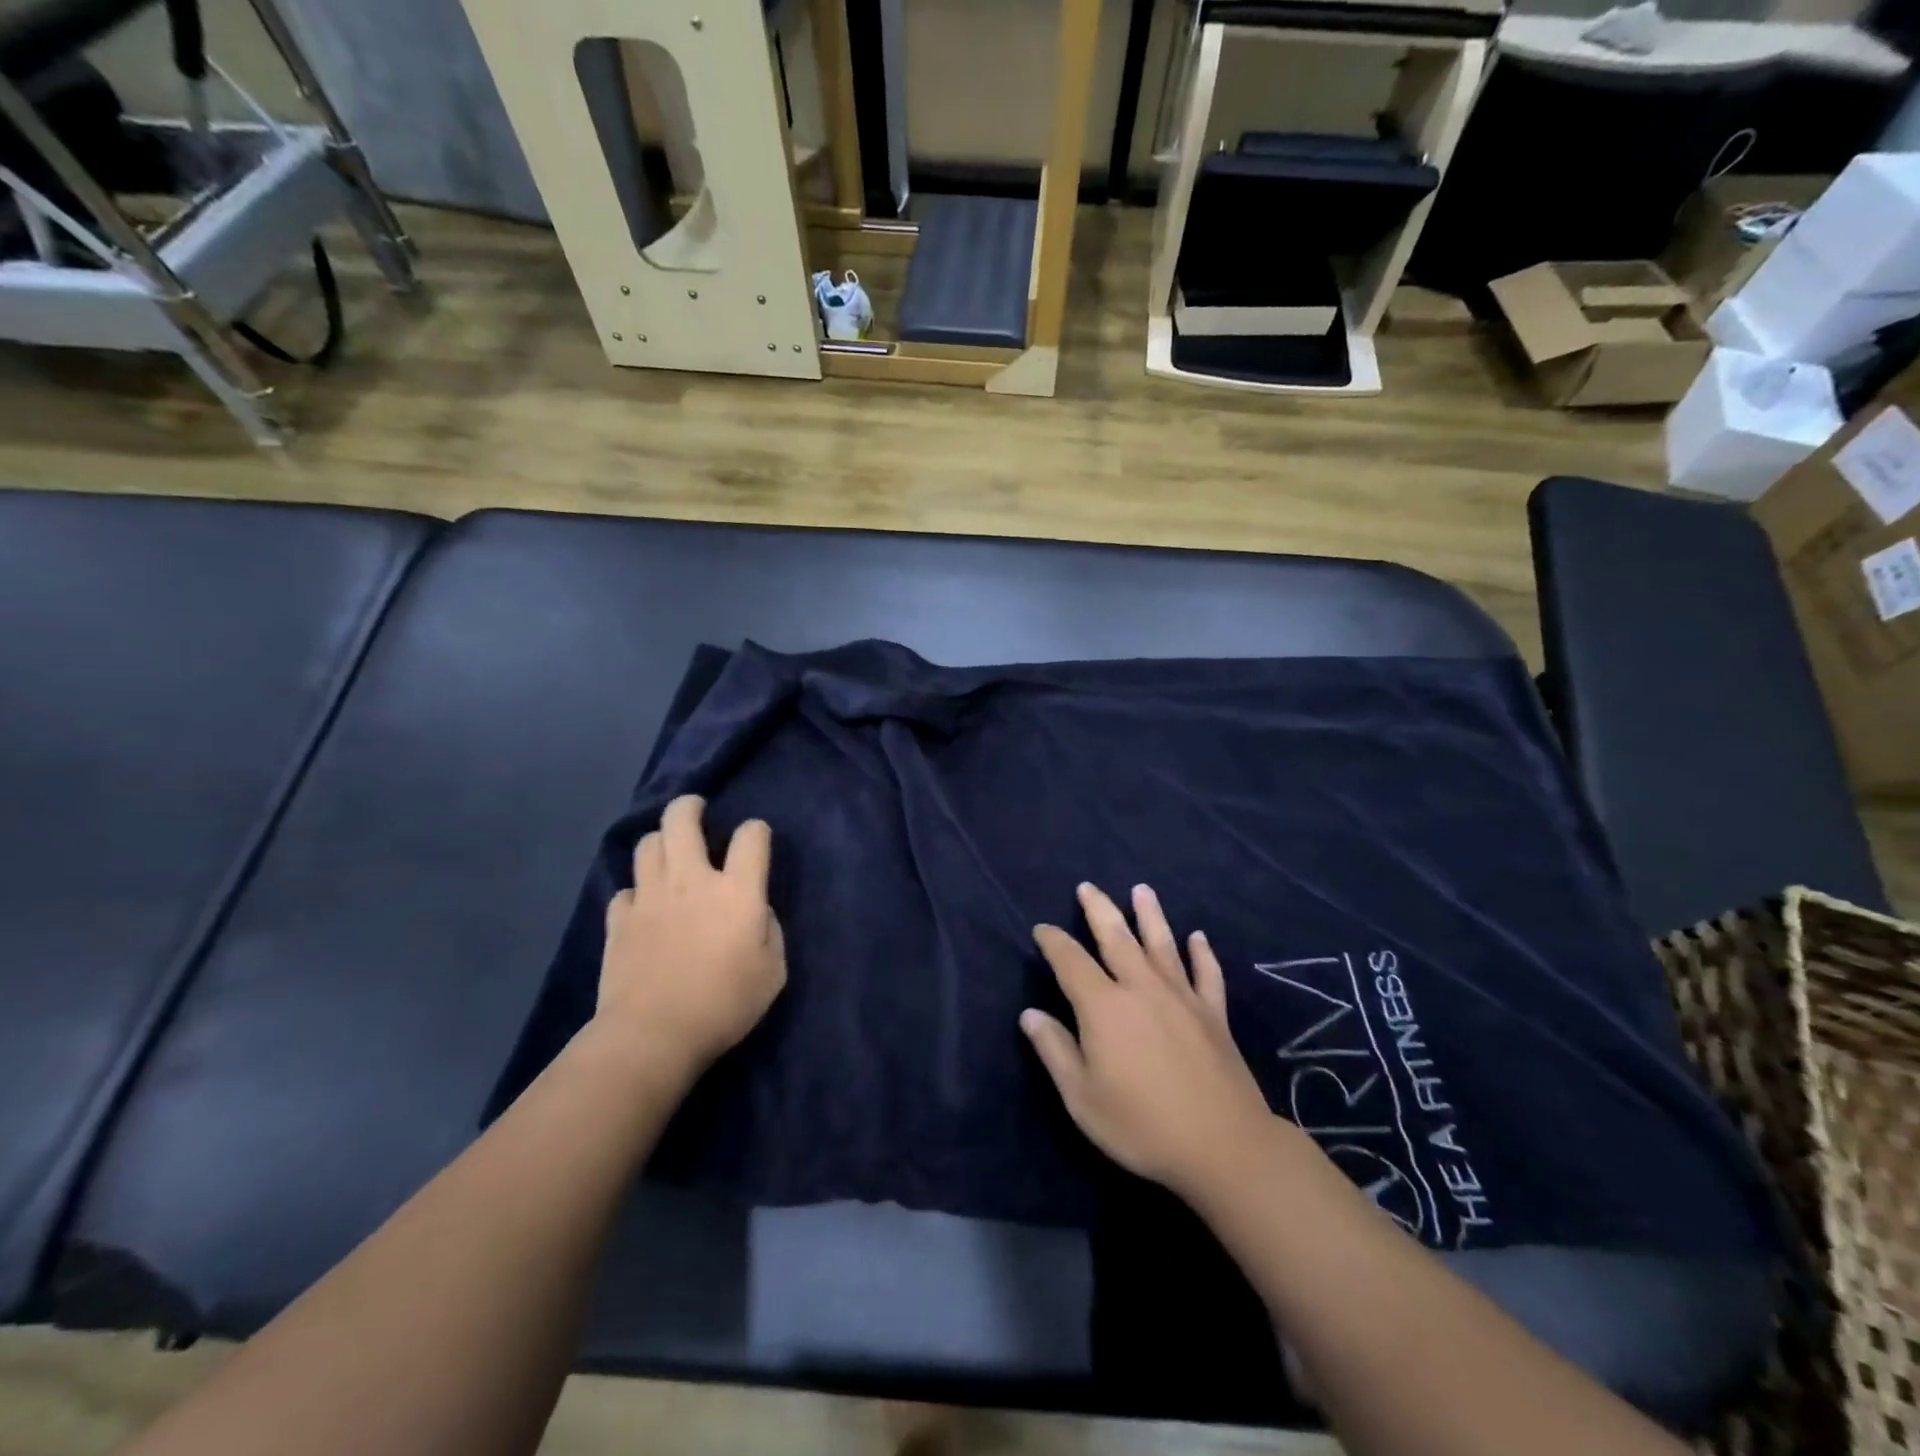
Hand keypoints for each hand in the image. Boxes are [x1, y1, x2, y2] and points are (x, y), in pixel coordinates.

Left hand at [599, 794, 786, 1078]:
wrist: (652, 1035)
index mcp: (736, 890)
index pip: (751, 836)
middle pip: (681, 820)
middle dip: (690, 807)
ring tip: (670, 852)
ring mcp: (649, 897)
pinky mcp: (619, 920)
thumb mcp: (773, 972)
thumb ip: (770, 930)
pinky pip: (625, 889)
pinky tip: (645, 906)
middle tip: (697, 811)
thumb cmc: (724, 1004)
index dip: (756, 831)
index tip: (755, 842)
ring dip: (661, 841)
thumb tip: (756, 911)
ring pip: (647, 844)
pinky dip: (637, 891)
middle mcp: (691, 880)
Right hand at [1023, 883, 1272, 1197]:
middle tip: (1087, 886)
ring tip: (1141, 889)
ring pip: (1162, 943)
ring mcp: (1181, 996)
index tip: (1042, 929)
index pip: (1070, 961)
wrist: (1223, 1146)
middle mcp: (1141, 987)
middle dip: (1099, 909)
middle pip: (1116, 937)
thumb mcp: (1082, 1098)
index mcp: (1103, 1006)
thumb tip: (1029, 1013)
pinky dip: (1202, 952)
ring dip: (1150, 914)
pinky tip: (1198, 937)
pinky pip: (1207, 973)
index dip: (1053, 941)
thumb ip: (1054, 1051)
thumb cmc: (1142, 1125)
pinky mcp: (1213, 1013)